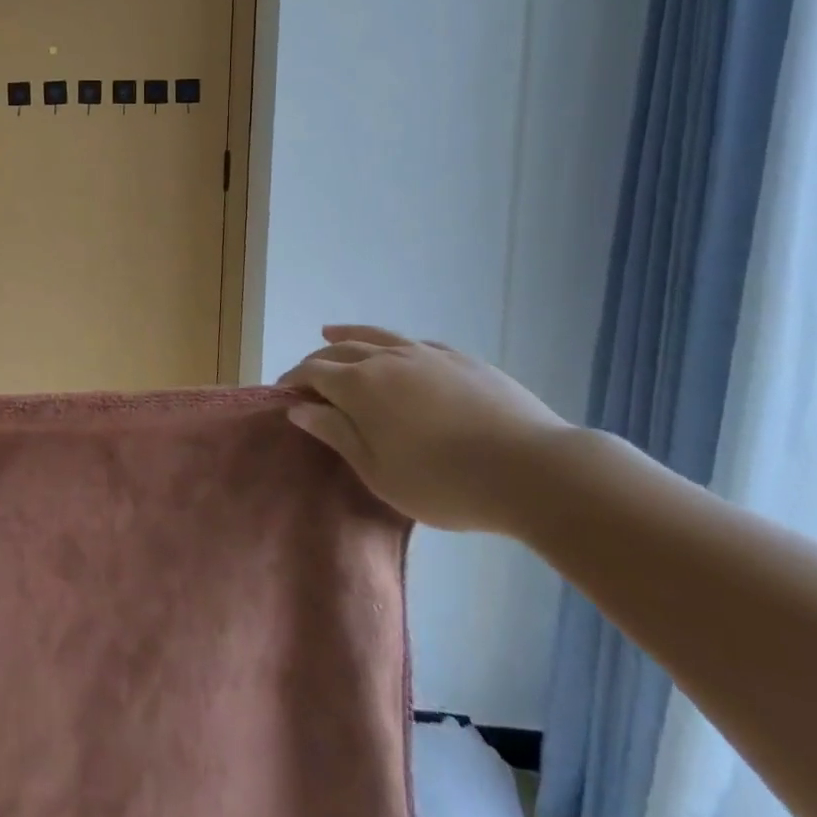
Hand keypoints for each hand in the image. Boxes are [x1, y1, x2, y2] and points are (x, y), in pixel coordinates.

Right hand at [281, 325, 567, 533]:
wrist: (532, 470)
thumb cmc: (444, 483)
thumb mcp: (379, 472)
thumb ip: (336, 435)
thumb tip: (299, 409)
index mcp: (360, 386)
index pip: (313, 372)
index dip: (294, 381)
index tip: (284, 394)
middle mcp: (386, 359)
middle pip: (340, 350)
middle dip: (317, 360)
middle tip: (307, 377)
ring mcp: (426, 354)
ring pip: (376, 335)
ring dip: (348, 335)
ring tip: (331, 333)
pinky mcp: (461, 359)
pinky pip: (415, 344)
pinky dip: (393, 345)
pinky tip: (397, 351)